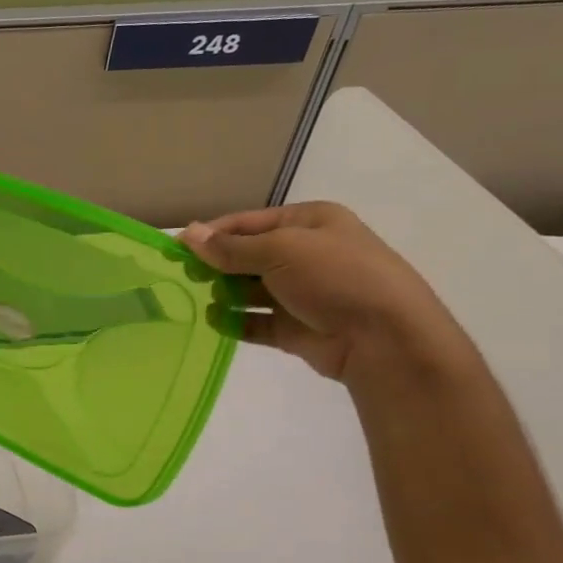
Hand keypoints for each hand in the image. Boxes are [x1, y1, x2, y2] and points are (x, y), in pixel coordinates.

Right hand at [182, 202, 466, 385]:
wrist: (386, 339)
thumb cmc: (336, 278)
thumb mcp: (281, 250)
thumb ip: (230, 247)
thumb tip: (188, 234)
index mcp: (309, 223)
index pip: (248, 223)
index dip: (211, 234)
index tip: (176, 248)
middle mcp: (307, 254)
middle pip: (247, 256)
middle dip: (216, 265)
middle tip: (183, 276)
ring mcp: (302, 293)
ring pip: (249, 290)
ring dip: (224, 294)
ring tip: (198, 300)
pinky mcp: (296, 327)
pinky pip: (256, 321)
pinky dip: (235, 321)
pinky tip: (215, 322)